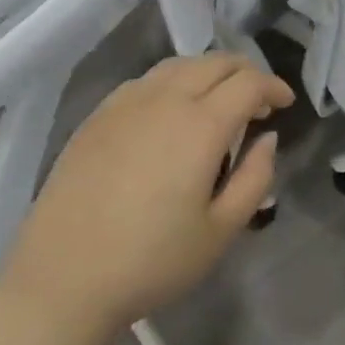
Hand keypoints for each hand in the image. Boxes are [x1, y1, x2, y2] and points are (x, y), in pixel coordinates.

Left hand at [0, 53, 292, 344]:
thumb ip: (255, 178)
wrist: (60, 282)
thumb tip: (267, 138)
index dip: (273, 86)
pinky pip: (146, 80)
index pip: (249, 82)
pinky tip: (170, 112)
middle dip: (246, 73)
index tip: (285, 104)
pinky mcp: (97, 116)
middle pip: (216, 61)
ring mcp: (126, 103)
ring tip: (217, 102)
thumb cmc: (150, 262)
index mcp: (201, 125)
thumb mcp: (220, 231)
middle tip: (258, 102)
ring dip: (209, 73)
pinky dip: (173, 82)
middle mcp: (165, 99)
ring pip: (179, 64)